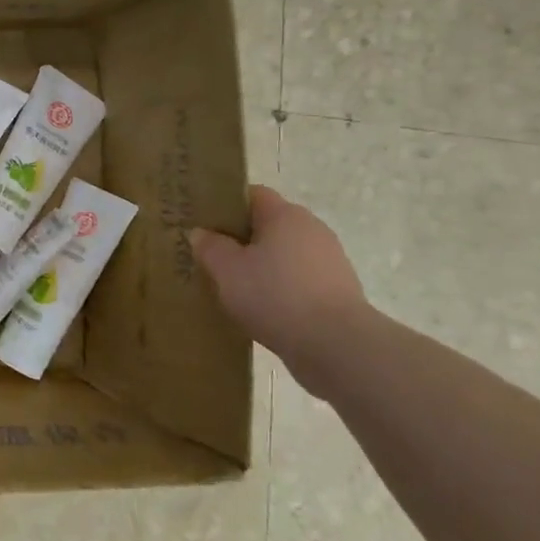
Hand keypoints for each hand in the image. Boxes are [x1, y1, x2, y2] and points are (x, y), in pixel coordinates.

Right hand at [191, 186, 367, 394]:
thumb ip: (210, 247)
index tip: (205, 223)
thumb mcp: (227, 270)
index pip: (253, 195)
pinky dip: (281, 289)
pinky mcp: (338, 291)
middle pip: (269, 225)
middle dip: (242, 239)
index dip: (227, 205)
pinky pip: (299, 280)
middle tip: (213, 257)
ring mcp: (330, 261)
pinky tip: (262, 309)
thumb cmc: (275, 295)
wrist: (336, 346)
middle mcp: (312, 229)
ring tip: (234, 288)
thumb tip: (201, 233)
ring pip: (284, 254)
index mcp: (285, 215)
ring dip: (262, 266)